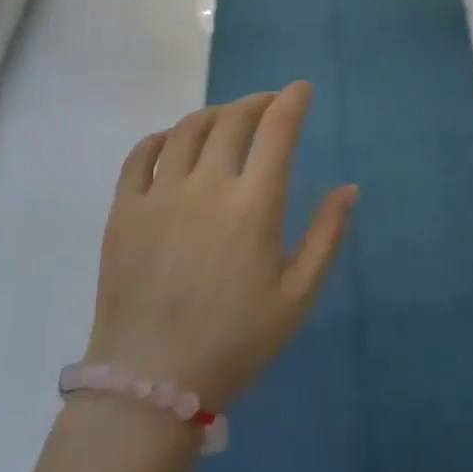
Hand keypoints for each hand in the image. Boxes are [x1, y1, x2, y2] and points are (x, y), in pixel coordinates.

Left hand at [85, 83, 356, 412]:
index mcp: (254, 205)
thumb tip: (348, 188)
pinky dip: (161, 137)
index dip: (292, 101)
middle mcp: (206, 185)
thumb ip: (326, 237)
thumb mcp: (297, 297)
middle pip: (233, 119)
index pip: (277, 130)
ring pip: (187, 129)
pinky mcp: (124, 210)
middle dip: (257, 102)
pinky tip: (172, 141)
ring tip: (226, 120)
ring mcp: (159, 194)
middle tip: (268, 105)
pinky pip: (140, 155)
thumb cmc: (235, 342)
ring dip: (214, 114)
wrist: (151, 383)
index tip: (302, 89)